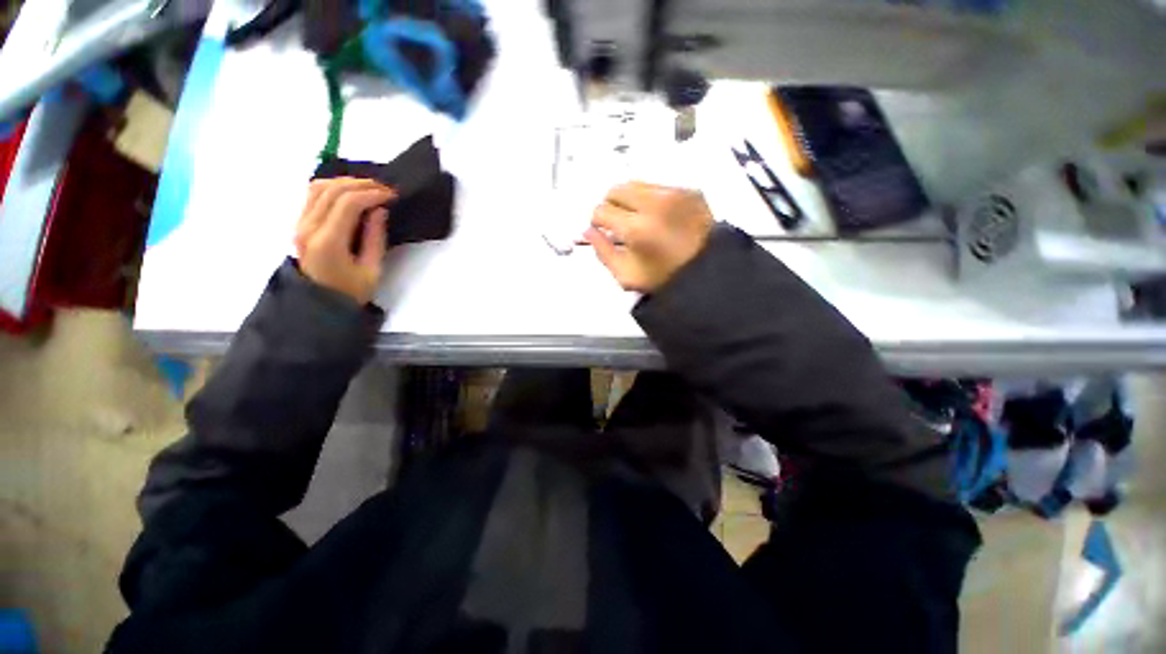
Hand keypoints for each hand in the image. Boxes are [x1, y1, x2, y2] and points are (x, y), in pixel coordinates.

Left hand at [294, 178, 394, 303]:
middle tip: (385, 190)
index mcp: (328, 242)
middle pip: (332, 190)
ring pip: (318, 187)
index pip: (348, 203)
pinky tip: (350, 193)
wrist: (319, 304)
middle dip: (361, 184)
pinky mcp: (299, 224)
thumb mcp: (372, 270)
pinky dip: (333, 188)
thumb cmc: (350, 291)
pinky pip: (313, 195)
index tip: (392, 196)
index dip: (372, 194)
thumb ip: (375, 238)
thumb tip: (379, 210)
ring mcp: (300, 224)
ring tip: (369, 188)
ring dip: (345, 182)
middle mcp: (308, 228)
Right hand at [586, 181, 713, 292]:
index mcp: (636, 228)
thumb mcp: (626, 275)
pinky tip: (658, 216)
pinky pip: (658, 185)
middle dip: (610, 205)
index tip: (603, 230)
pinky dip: (650, 198)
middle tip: (617, 222)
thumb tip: (588, 231)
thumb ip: (602, 252)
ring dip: (629, 199)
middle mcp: (654, 204)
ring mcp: (674, 194)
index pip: (601, 210)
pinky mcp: (690, 190)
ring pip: (636, 184)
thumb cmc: (662, 278)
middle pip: (616, 190)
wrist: (707, 272)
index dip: (597, 221)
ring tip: (637, 218)